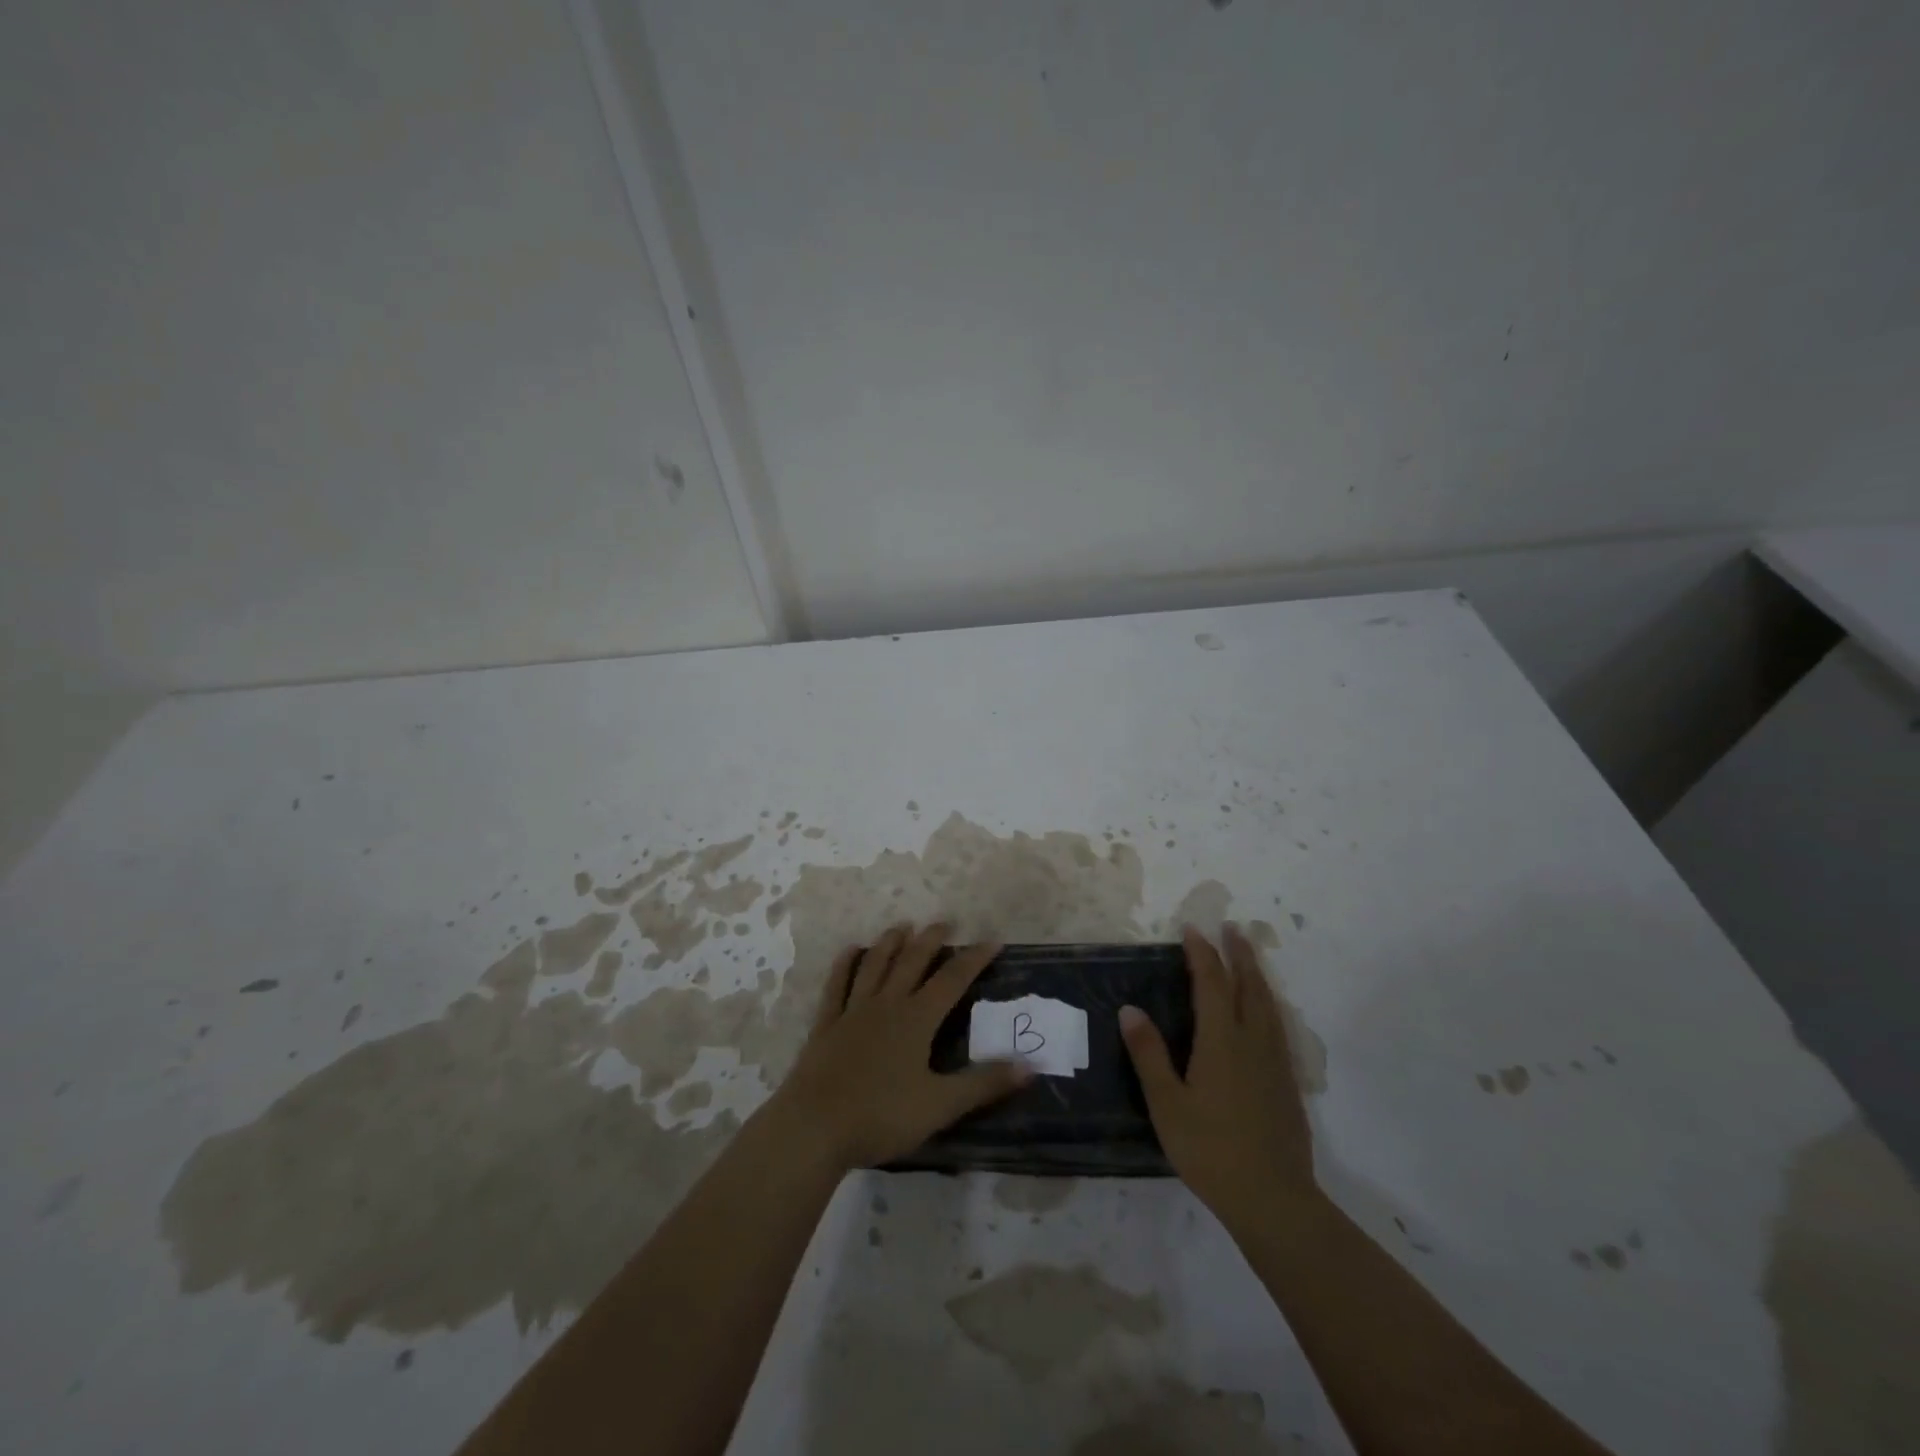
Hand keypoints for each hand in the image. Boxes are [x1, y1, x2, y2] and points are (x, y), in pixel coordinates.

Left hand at [767, 923, 1030, 1171]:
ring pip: (875, 965)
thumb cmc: (881, 1116)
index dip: (974, 958)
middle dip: (932, 940)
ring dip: (890, 943)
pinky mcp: (826, 1024)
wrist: (814, 1127)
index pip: (952, 980)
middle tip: (945, 922)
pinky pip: (837, 985)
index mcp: (916, 1019)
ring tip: (903, 926)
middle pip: (912, 962)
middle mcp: (887, 1004)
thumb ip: (984, 1084)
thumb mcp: (940, 1105)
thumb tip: (1029, 1066)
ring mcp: (853, 1011)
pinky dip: (846, 964)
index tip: (992, 940)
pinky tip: (851, 951)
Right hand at [1120, 925, 1318, 1223]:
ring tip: (1250, 957)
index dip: (1202, 954)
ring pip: (1268, 1004)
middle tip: (1232, 928)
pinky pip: (1278, 1025)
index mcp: (1221, 1041)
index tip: (1193, 930)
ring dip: (1257, 974)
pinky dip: (1269, 1003)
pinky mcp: (1287, 1082)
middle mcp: (1252, 1042)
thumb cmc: (1210, 1150)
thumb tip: (1130, 1009)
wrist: (1273, 1199)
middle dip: (1239, 954)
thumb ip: (1149, 1054)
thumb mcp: (1167, 1103)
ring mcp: (1275, 1062)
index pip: (1211, 984)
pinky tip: (1267, 1012)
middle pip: (1249, 986)